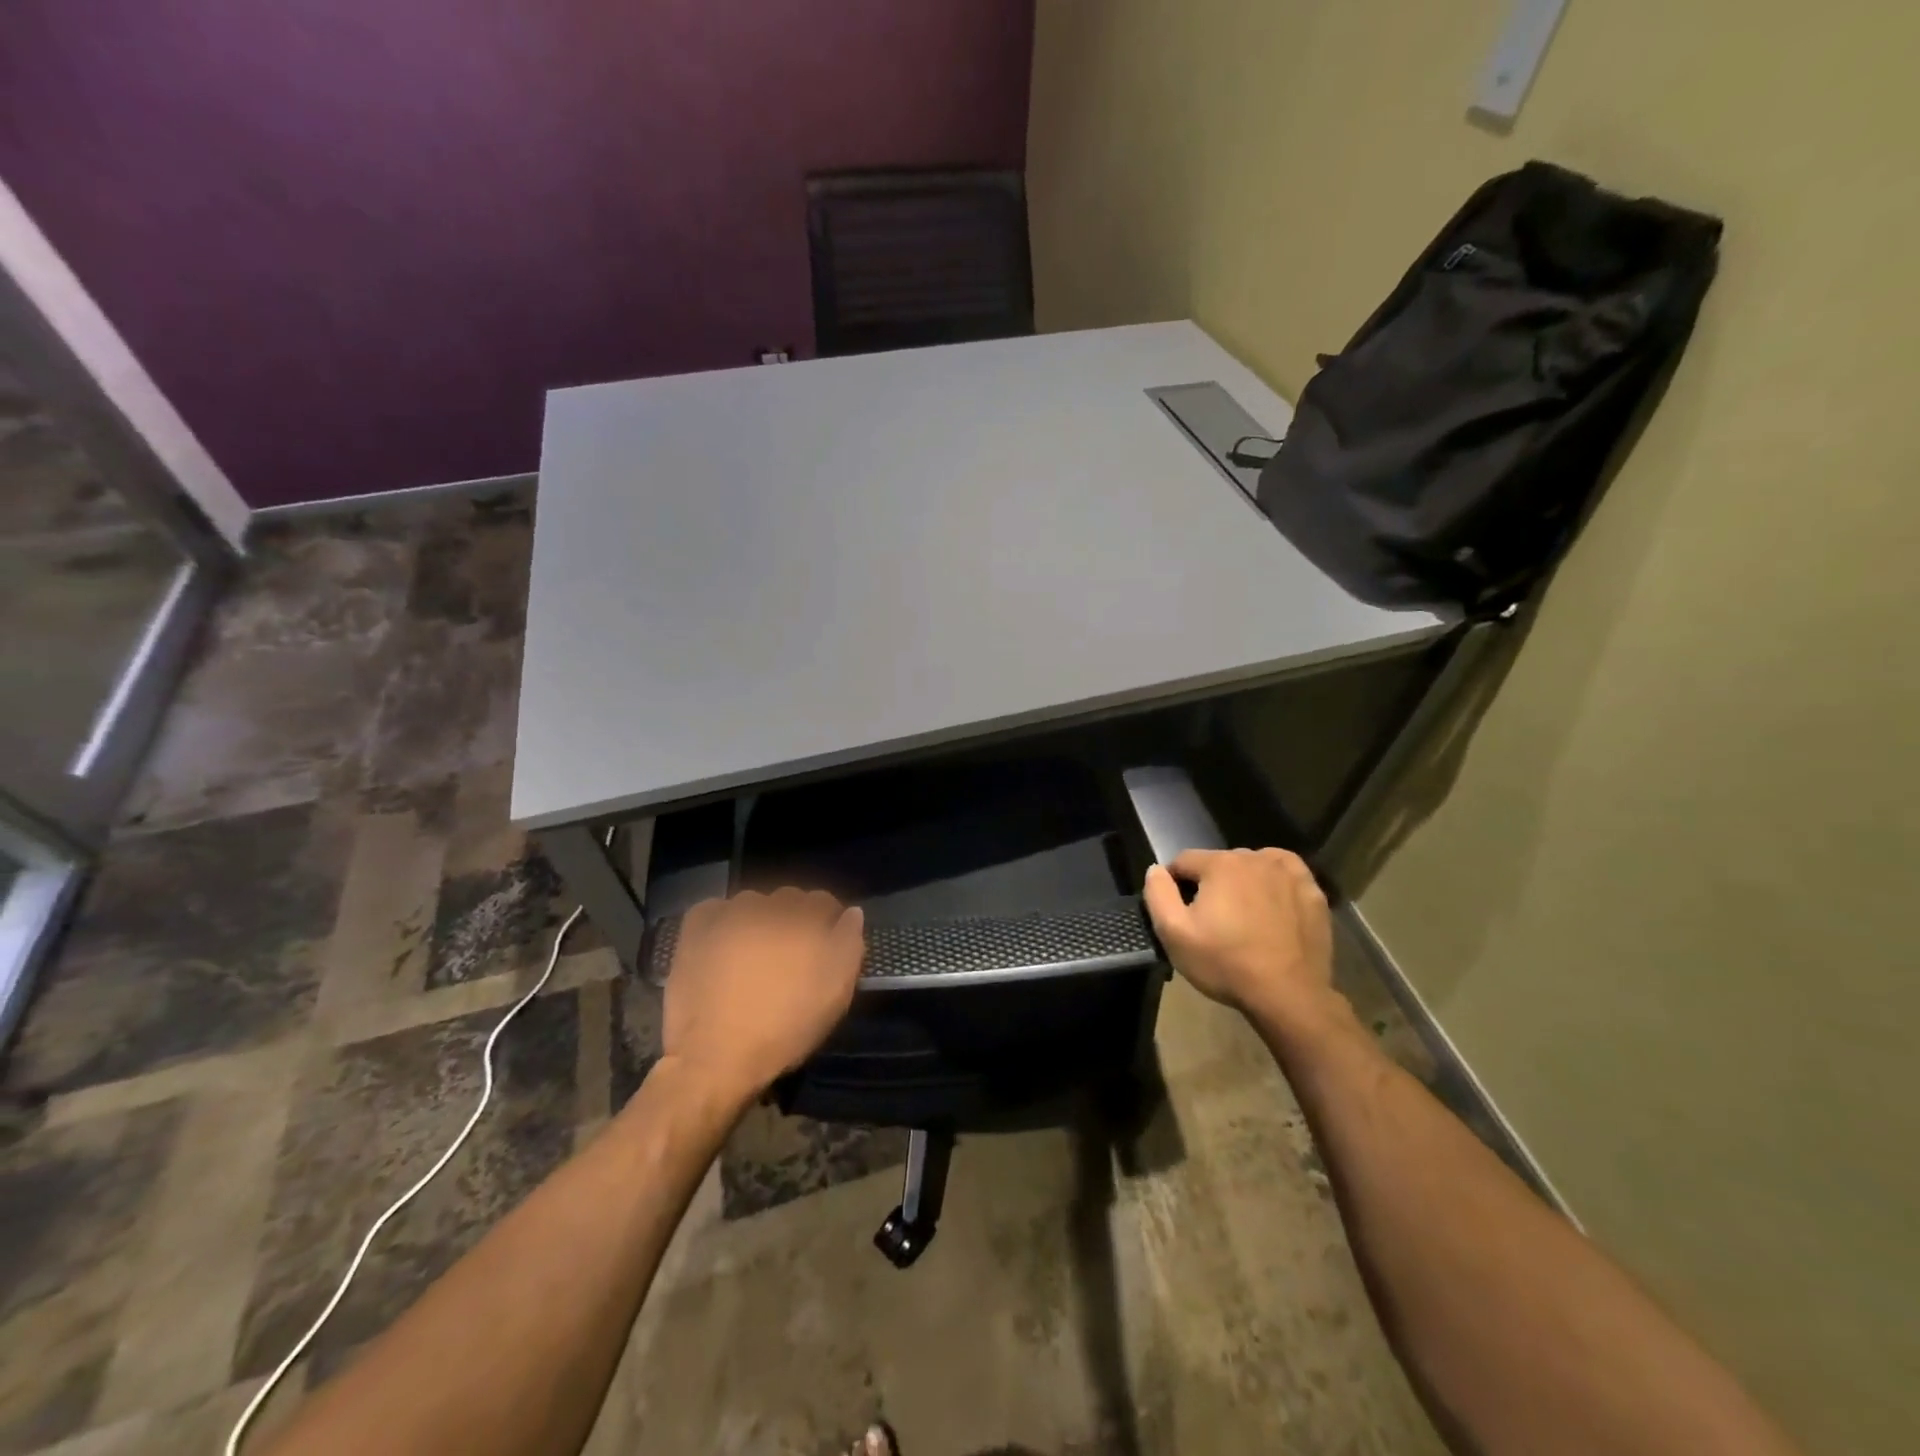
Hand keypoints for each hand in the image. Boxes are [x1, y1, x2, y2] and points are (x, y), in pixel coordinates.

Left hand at [661, 888, 865, 1106]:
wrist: (714, 1058)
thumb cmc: (784, 1030)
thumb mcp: (835, 995)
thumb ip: (849, 945)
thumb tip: (852, 913)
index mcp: (805, 919)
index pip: (823, 902)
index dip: (827, 923)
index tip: (823, 948)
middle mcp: (768, 906)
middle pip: (788, 900)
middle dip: (793, 920)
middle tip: (788, 956)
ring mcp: (729, 913)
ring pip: (753, 904)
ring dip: (759, 919)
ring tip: (753, 953)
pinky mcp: (696, 927)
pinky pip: (716, 909)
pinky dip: (722, 921)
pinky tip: (722, 946)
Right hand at [1142, 848, 1339, 1032]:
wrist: (1288, 995)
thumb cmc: (1225, 963)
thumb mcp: (1174, 933)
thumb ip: (1158, 894)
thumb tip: (1156, 869)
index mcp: (1220, 864)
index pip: (1184, 861)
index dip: (1175, 883)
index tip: (1179, 911)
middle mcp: (1254, 858)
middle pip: (1219, 862)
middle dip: (1210, 884)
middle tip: (1212, 919)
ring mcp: (1288, 873)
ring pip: (1253, 865)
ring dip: (1242, 881)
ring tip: (1243, 914)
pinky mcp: (1312, 892)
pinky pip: (1286, 873)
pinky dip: (1275, 880)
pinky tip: (1272, 901)